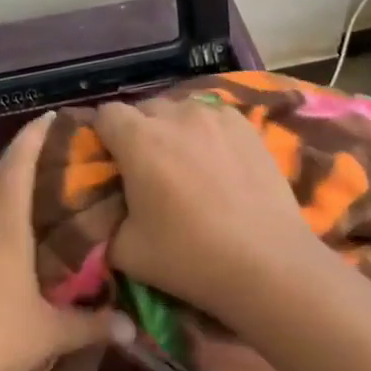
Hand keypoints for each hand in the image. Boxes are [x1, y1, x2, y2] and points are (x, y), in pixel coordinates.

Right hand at [93, 96, 314, 316]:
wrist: (267, 262)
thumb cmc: (189, 257)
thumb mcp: (126, 251)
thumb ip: (104, 221)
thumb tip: (104, 209)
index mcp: (139, 139)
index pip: (106, 114)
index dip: (103, 136)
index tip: (111, 162)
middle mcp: (176, 114)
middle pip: (144, 109)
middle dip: (139, 132)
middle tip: (148, 169)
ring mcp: (215, 115)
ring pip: (181, 109)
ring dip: (174, 129)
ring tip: (186, 163)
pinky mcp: (246, 125)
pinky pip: (213, 117)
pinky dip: (207, 132)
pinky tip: (218, 163)